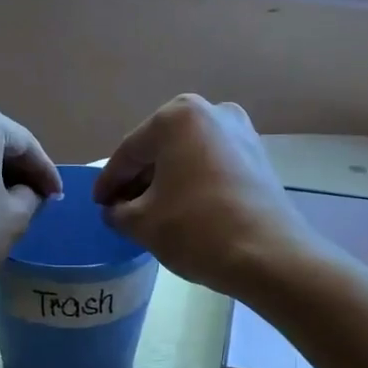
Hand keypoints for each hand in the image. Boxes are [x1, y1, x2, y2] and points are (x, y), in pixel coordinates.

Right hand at [93, 95, 316, 297]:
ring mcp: (241, 132)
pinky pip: (211, 165)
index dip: (109, 181)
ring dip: (166, 181)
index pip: (130, 151)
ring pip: (187, 156)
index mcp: (177, 117)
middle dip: (139, 178)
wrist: (269, 255)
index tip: (97, 204)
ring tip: (149, 212)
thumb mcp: (142, 223)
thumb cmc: (197, 230)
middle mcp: (212, 112)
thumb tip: (115, 209)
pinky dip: (192, 183)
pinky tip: (182, 209)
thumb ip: (118, 211)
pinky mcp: (258, 156)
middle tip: (120, 207)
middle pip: (160, 149)